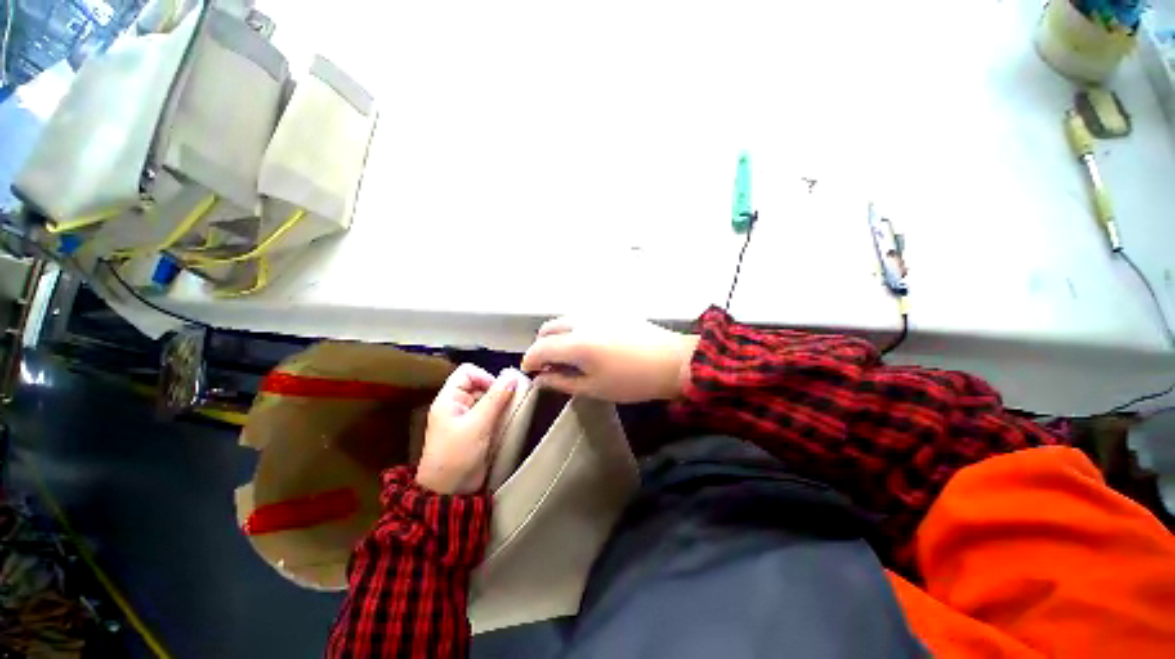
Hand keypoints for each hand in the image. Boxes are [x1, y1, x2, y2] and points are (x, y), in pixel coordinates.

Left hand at [417, 364, 519, 494]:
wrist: (450, 492)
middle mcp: (457, 405)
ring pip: (488, 399)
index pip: (468, 372)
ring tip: (509, 415)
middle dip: (496, 392)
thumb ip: (495, 398)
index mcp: (449, 399)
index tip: (500, 391)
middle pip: (480, 384)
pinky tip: (507, 424)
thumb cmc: (457, 455)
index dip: (485, 377)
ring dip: (501, 404)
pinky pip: (491, 414)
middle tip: (508, 405)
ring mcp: (467, 418)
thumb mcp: (477, 424)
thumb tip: (512, 376)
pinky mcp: (476, 430)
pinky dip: (500, 415)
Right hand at [520, 317, 698, 402]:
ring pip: (564, 320)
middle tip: (548, 365)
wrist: (672, 360)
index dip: (530, 360)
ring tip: (566, 355)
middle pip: (548, 328)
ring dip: (557, 335)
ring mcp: (596, 312)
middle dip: (541, 346)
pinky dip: (573, 329)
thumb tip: (540, 379)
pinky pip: (581, 317)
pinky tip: (585, 343)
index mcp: (576, 343)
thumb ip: (562, 382)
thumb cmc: (632, 380)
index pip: (540, 348)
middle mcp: (581, 321)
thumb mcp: (594, 388)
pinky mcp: (610, 310)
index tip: (530, 372)